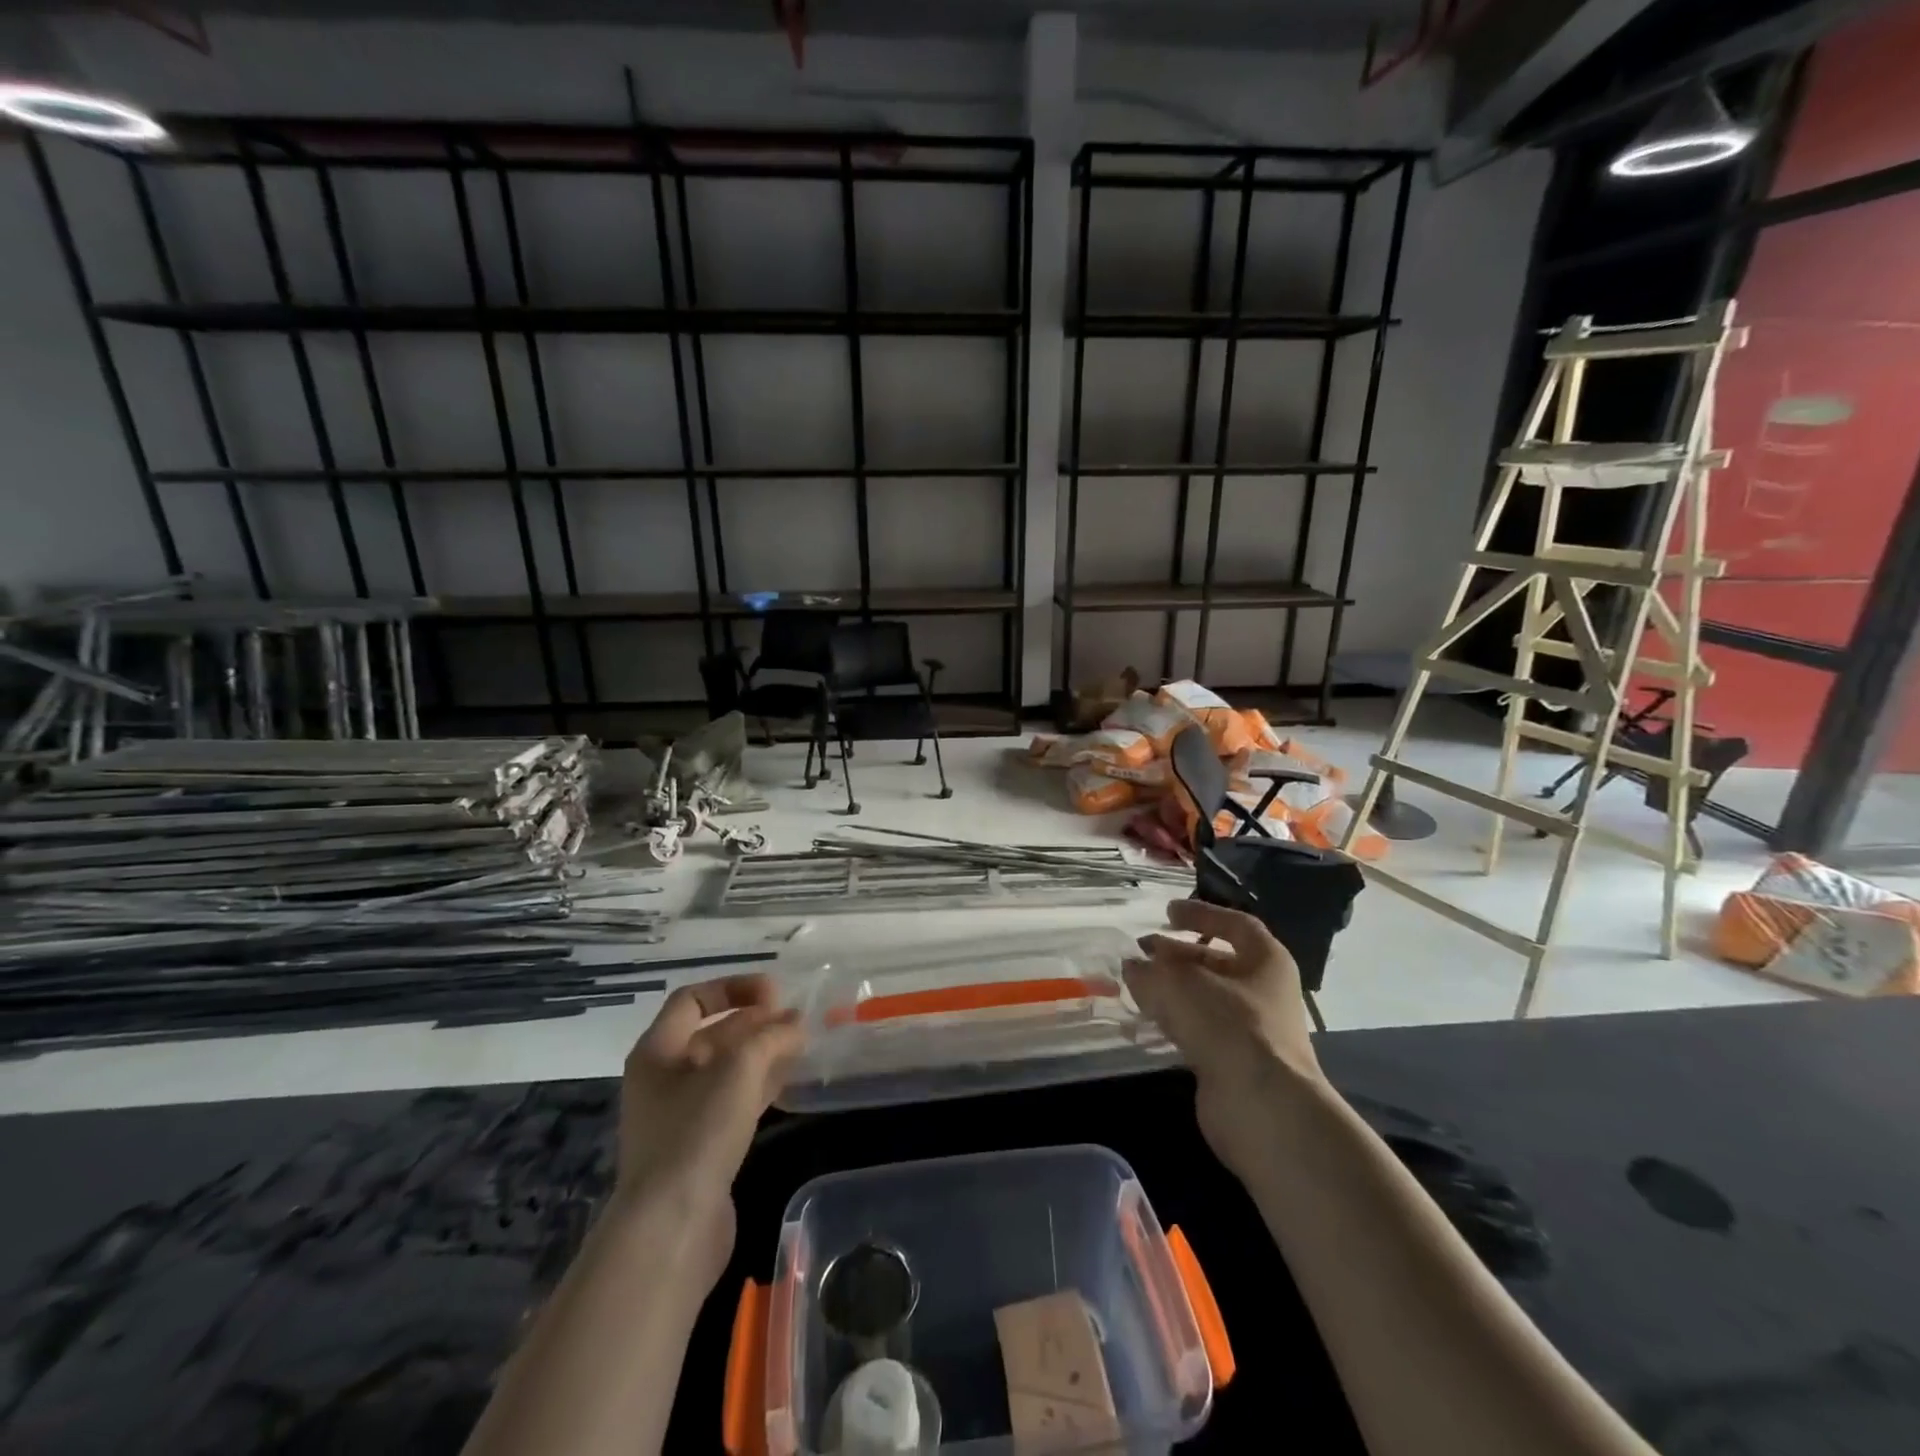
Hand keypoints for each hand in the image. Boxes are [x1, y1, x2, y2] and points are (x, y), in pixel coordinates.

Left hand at [614, 975, 804, 1277]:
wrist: (672, 1227)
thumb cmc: (697, 1131)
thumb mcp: (739, 1068)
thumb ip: (772, 1036)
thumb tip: (796, 1023)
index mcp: (657, 1051)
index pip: (692, 999)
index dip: (733, 987)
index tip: (775, 993)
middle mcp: (664, 1079)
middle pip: (712, 1034)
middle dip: (754, 1022)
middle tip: (796, 1019)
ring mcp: (681, 1116)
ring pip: (726, 1069)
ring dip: (762, 1052)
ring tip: (801, 1043)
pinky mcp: (701, 1147)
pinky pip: (733, 1101)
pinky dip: (761, 1084)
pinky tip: (789, 1079)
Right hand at [1123, 899, 1324, 1179]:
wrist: (1261, 1107)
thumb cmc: (1228, 1024)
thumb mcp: (1179, 983)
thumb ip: (1151, 970)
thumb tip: (1132, 966)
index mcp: (1266, 960)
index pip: (1234, 924)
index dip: (1200, 913)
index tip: (1166, 913)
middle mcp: (1264, 991)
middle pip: (1216, 962)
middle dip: (1177, 954)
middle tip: (1141, 950)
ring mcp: (1251, 1030)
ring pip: (1205, 997)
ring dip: (1171, 988)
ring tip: (1136, 983)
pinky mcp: (1234, 1062)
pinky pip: (1200, 1029)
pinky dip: (1174, 1019)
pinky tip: (1147, 1018)